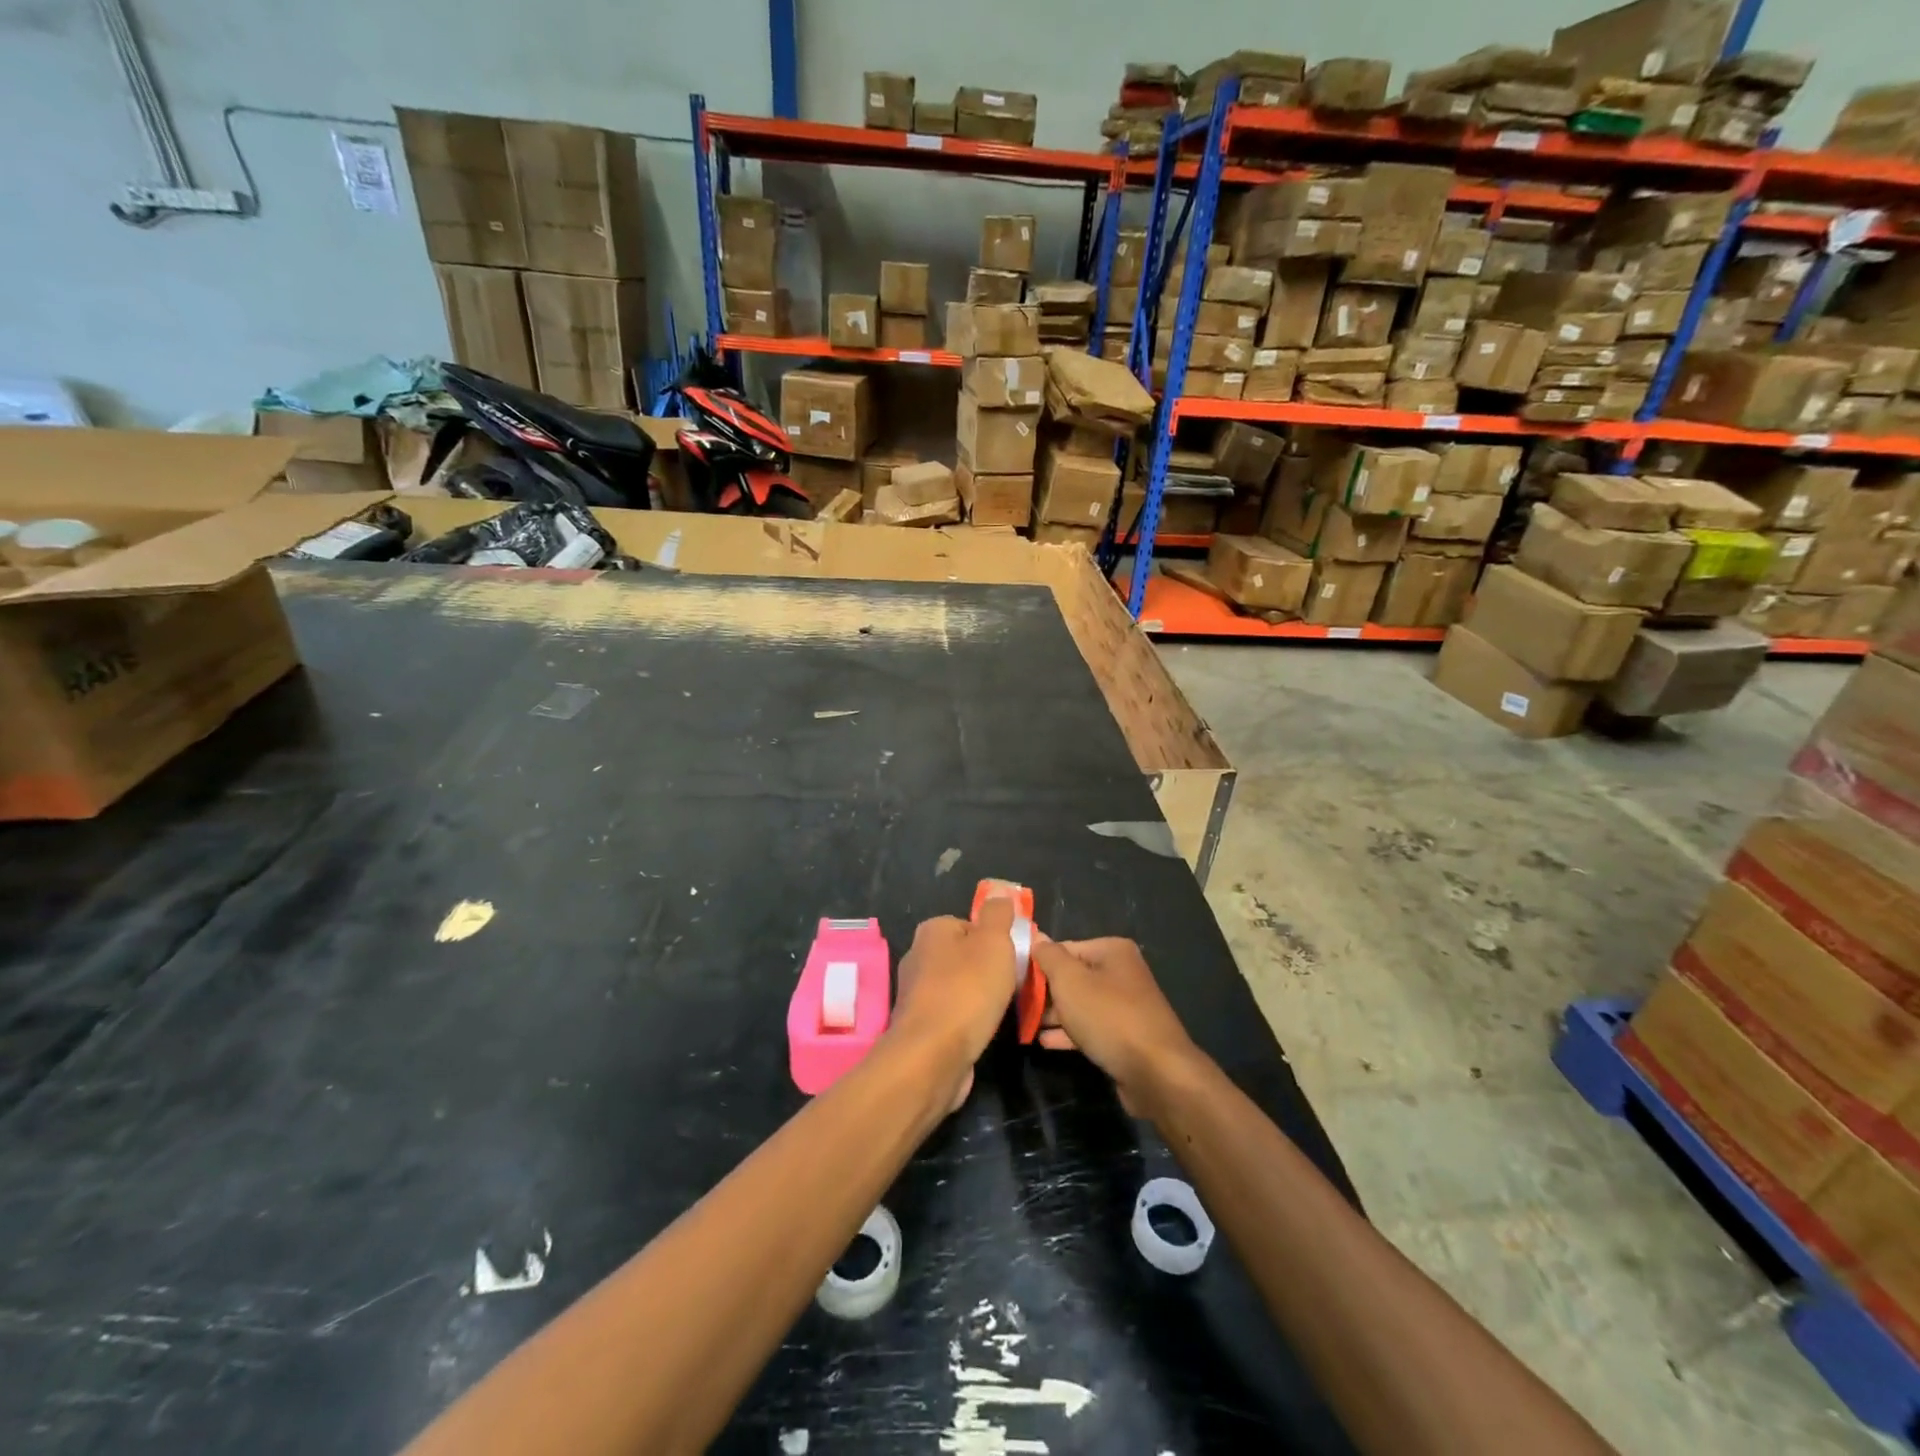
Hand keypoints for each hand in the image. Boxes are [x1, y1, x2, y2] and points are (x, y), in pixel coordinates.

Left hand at [889, 900, 1019, 1111]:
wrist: (933, 1055)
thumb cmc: (968, 990)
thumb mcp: (994, 941)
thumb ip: (998, 914)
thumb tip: (1000, 895)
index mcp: (932, 930)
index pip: (971, 925)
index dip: (996, 940)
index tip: (1014, 958)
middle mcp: (918, 956)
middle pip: (965, 956)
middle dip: (988, 970)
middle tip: (1011, 985)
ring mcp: (916, 993)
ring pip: (959, 986)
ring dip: (979, 997)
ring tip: (999, 1011)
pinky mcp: (920, 1025)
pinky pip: (953, 1014)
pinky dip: (968, 1020)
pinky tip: (982, 1031)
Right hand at [1029, 937, 1203, 1113]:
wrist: (1156, 1073)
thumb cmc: (1108, 1016)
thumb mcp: (1070, 980)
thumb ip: (1049, 957)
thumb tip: (1036, 938)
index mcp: (1112, 951)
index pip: (1064, 948)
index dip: (1038, 963)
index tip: (1015, 981)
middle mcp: (1121, 973)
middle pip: (1073, 976)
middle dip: (1046, 992)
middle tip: (1018, 1005)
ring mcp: (1125, 1006)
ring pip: (1080, 1004)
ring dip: (1054, 1014)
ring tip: (1026, 1024)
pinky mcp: (1125, 1036)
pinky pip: (1090, 1028)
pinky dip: (1069, 1032)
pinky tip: (1045, 1042)